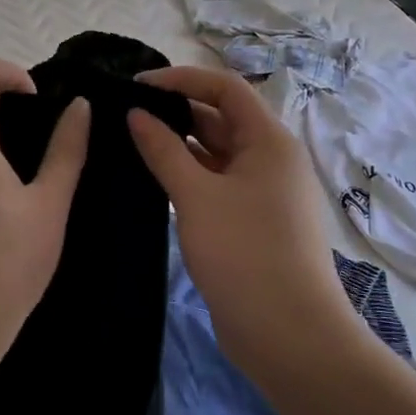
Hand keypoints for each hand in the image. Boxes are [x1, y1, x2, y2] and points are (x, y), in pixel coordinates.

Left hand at [0, 57, 89, 384]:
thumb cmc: (6, 265)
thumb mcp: (48, 205)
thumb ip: (66, 150)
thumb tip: (80, 107)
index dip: (11, 72)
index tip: (39, 106)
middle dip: (12, 111)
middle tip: (49, 148)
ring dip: (0, 142)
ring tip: (35, 184)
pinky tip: (9, 209)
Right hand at [128, 66, 361, 375]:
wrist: (289, 335)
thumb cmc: (244, 253)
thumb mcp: (196, 196)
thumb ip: (162, 150)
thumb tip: (135, 114)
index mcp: (269, 141)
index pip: (225, 88)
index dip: (181, 79)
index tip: (136, 86)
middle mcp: (271, 159)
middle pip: (222, 118)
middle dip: (176, 111)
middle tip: (126, 114)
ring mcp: (264, 193)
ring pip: (217, 153)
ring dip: (180, 145)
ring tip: (131, 141)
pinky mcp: (252, 221)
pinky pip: (217, 182)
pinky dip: (189, 175)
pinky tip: (154, 178)